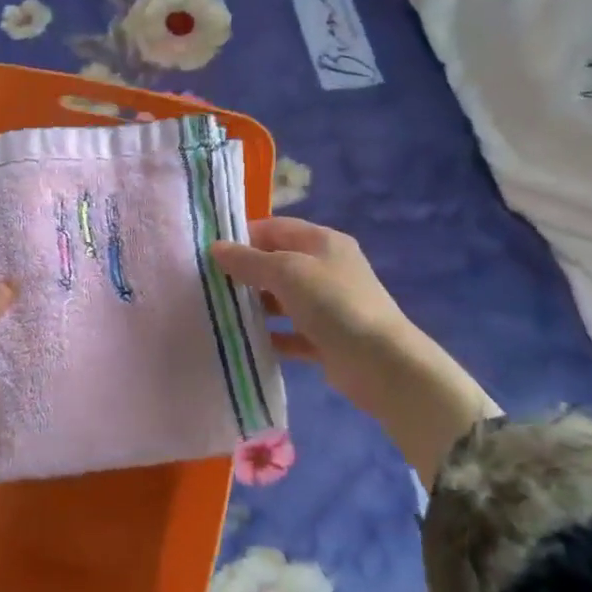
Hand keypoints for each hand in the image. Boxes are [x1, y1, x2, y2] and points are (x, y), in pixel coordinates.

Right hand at [212, 219, 499, 483]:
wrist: (382, 364)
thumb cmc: (333, 304)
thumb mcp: (286, 273)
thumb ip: (248, 260)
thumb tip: (216, 247)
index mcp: (322, 241)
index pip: (275, 227)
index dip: (243, 236)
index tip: (210, 252)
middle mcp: (326, 267)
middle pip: (277, 262)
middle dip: (245, 272)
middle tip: (209, 284)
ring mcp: (328, 304)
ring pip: (282, 299)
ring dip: (255, 305)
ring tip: (220, 313)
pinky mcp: (327, 338)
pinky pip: (291, 332)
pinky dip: (271, 335)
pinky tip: (245, 342)